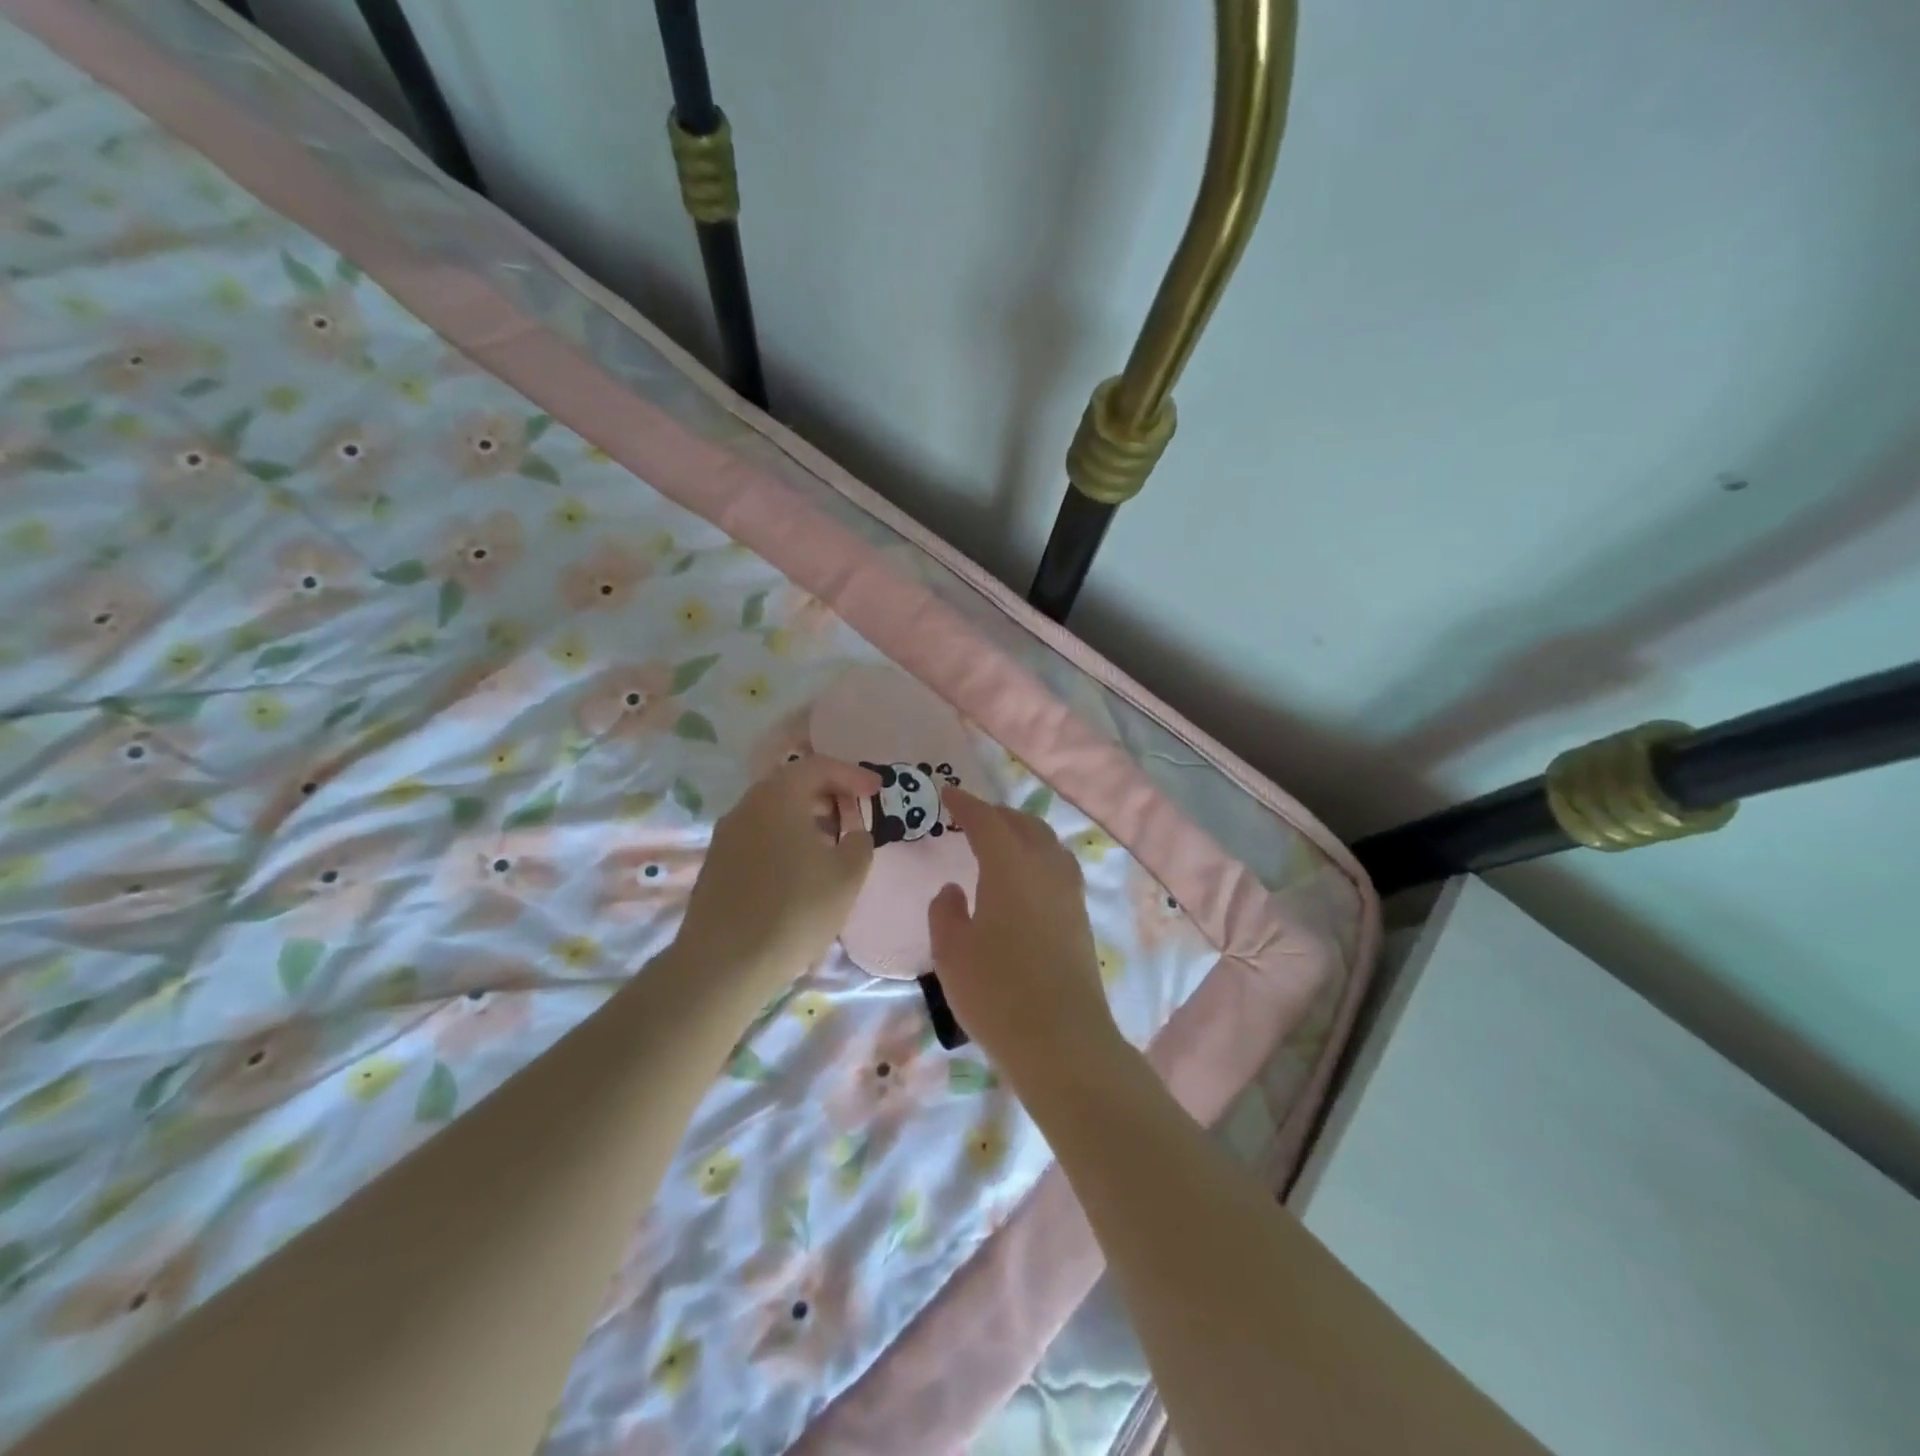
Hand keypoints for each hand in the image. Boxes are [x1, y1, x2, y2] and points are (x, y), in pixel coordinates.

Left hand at [675, 756, 879, 988]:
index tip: (877, 790)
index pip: (820, 767)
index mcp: (778, 796)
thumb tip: (854, 833)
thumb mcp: (847, 875)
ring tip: (833, 844)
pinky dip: (786, 839)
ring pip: (774, 812)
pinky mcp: (717, 864)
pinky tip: (801, 870)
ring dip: (806, 819)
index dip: (853, 775)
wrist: (724, 963)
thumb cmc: (795, 909)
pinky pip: (759, 836)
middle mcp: (747, 806)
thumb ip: (860, 843)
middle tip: (855, 813)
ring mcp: (726, 835)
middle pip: (792, 785)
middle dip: (829, 795)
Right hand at [928, 789, 1122, 1087]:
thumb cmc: (997, 992)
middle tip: (974, 818)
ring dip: (1024, 834)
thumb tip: (953, 888)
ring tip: (1003, 843)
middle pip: (1024, 826)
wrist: (1062, 1040)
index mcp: (1010, 867)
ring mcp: (1069, 894)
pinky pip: (1059, 869)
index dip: (966, 804)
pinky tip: (1027, 880)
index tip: (948, 794)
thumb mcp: (952, 952)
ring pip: (1048, 845)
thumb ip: (946, 912)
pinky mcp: (1081, 919)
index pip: (987, 822)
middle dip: (998, 815)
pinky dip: (1040, 858)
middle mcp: (1045, 870)